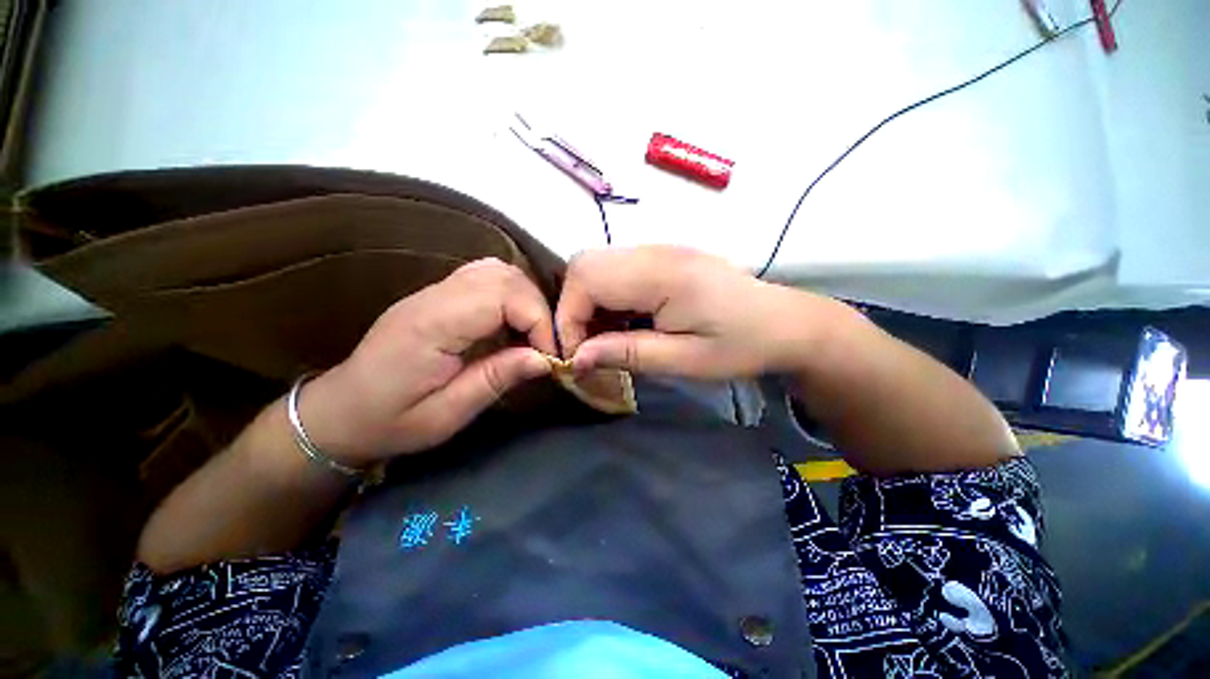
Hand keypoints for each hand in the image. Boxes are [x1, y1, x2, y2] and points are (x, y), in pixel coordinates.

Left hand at [300, 258, 555, 463]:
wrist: (340, 411)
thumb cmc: (390, 421)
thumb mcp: (446, 415)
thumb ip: (496, 379)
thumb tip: (545, 360)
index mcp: (432, 325)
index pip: (502, 296)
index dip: (538, 321)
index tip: (550, 356)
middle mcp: (434, 297)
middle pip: (504, 276)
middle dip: (538, 309)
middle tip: (545, 347)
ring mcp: (435, 291)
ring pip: (498, 270)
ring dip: (526, 299)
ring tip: (531, 335)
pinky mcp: (439, 294)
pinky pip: (486, 277)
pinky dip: (511, 294)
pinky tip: (512, 322)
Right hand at [556, 246, 848, 378]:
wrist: (784, 323)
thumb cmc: (741, 345)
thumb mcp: (685, 360)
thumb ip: (628, 353)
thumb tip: (577, 358)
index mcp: (663, 274)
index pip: (587, 280)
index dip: (569, 319)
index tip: (577, 357)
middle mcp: (654, 251)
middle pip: (584, 264)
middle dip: (573, 308)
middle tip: (589, 346)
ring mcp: (658, 250)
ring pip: (596, 265)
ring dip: (588, 303)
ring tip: (606, 338)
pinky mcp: (662, 257)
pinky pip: (615, 270)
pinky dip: (606, 297)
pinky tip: (624, 322)